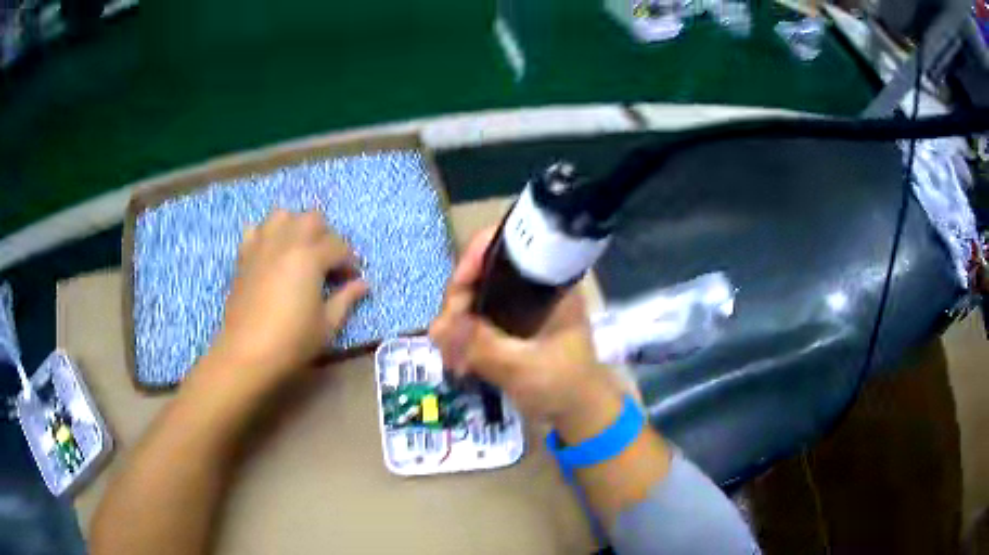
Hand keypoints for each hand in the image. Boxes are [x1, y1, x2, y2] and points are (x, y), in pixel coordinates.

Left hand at [206, 210, 367, 391]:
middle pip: (312, 218)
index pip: (339, 246)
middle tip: (328, 261)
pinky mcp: (245, 256)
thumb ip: (346, 299)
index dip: (350, 262)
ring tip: (300, 249)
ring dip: (296, 226)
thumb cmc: (292, 341)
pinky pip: (256, 230)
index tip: (353, 279)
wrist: (247, 352)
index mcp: (310, 257)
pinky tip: (271, 252)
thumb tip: (364, 284)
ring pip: (282, 215)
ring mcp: (262, 245)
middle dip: (326, 235)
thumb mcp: (327, 325)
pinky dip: (266, 234)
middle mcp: (287, 242)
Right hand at [429, 228, 623, 442]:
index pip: (509, 244)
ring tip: (451, 358)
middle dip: (458, 301)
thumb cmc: (564, 385)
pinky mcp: (509, 323)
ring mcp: (519, 303)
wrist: (579, 412)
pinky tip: (456, 360)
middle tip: (445, 336)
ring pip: (475, 295)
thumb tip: (437, 327)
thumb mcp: (524, 368)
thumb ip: (482, 347)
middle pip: (483, 270)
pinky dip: (462, 335)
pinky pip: (476, 317)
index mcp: (550, 282)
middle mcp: (532, 284)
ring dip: (456, 323)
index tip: (457, 293)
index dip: (477, 256)